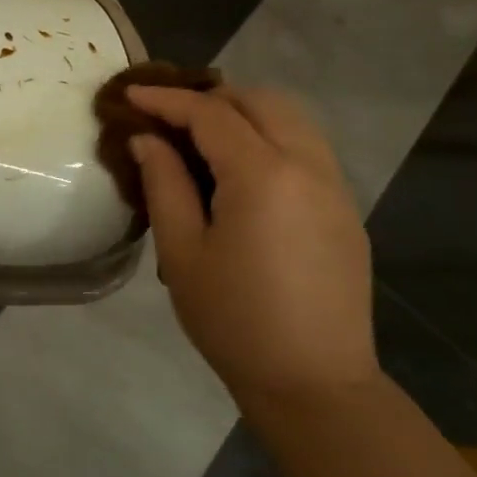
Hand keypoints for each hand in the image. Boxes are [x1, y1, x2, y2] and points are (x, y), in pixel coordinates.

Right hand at [127, 84, 375, 407]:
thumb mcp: (182, 251)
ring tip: (203, 135)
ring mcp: (335, 186)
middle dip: (210, 96)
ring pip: (291, 118)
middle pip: (260, 101)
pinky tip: (242, 169)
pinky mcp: (345, 209)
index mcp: (264, 175)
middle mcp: (308, 166)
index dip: (166, 99)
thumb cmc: (234, 320)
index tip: (131, 93)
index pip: (210, 114)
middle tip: (169, 115)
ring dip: (245, 112)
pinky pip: (307, 147)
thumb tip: (147, 139)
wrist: (314, 383)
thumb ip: (164, 183)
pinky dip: (270, 136)